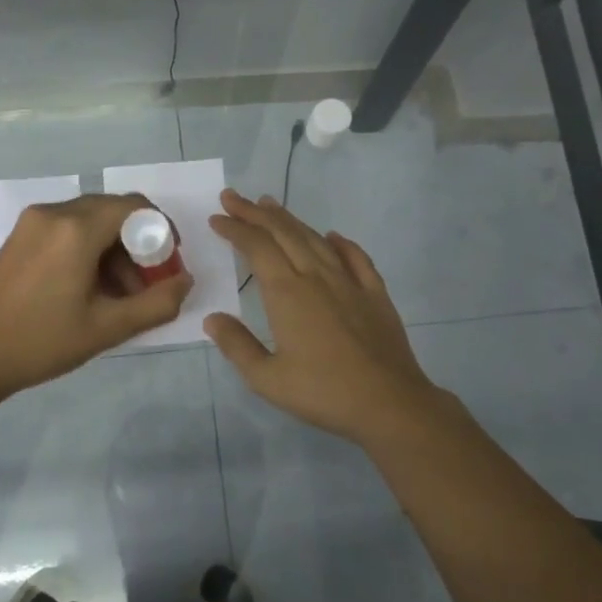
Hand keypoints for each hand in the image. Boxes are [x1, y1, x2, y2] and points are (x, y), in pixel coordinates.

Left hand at [0, 193, 191, 403]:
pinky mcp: (20, 235)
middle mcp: (54, 213)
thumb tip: (185, 281)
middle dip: (137, 242)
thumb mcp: (107, 328)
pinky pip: (67, 228)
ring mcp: (32, 222)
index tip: (169, 261)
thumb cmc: (41, 341)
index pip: (134, 206)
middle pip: (112, 210)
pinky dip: (88, 248)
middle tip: (145, 283)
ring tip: (118, 295)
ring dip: (113, 248)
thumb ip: (156, 303)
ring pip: (89, 219)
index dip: (161, 228)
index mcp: (76, 229)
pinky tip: (88, 287)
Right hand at [205, 189, 450, 443]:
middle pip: (283, 233)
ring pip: (315, 239)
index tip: (217, 218)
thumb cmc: (324, 392)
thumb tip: (212, 318)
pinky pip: (356, 257)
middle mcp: (316, 277)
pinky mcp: (375, 293)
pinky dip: (340, 243)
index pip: (256, 247)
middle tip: (233, 197)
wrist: (389, 403)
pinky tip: (333, 236)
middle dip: (254, 213)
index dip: (235, 229)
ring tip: (270, 205)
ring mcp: (349, 282)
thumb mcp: (267, 379)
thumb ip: (237, 346)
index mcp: (287, 293)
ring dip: (290, 219)